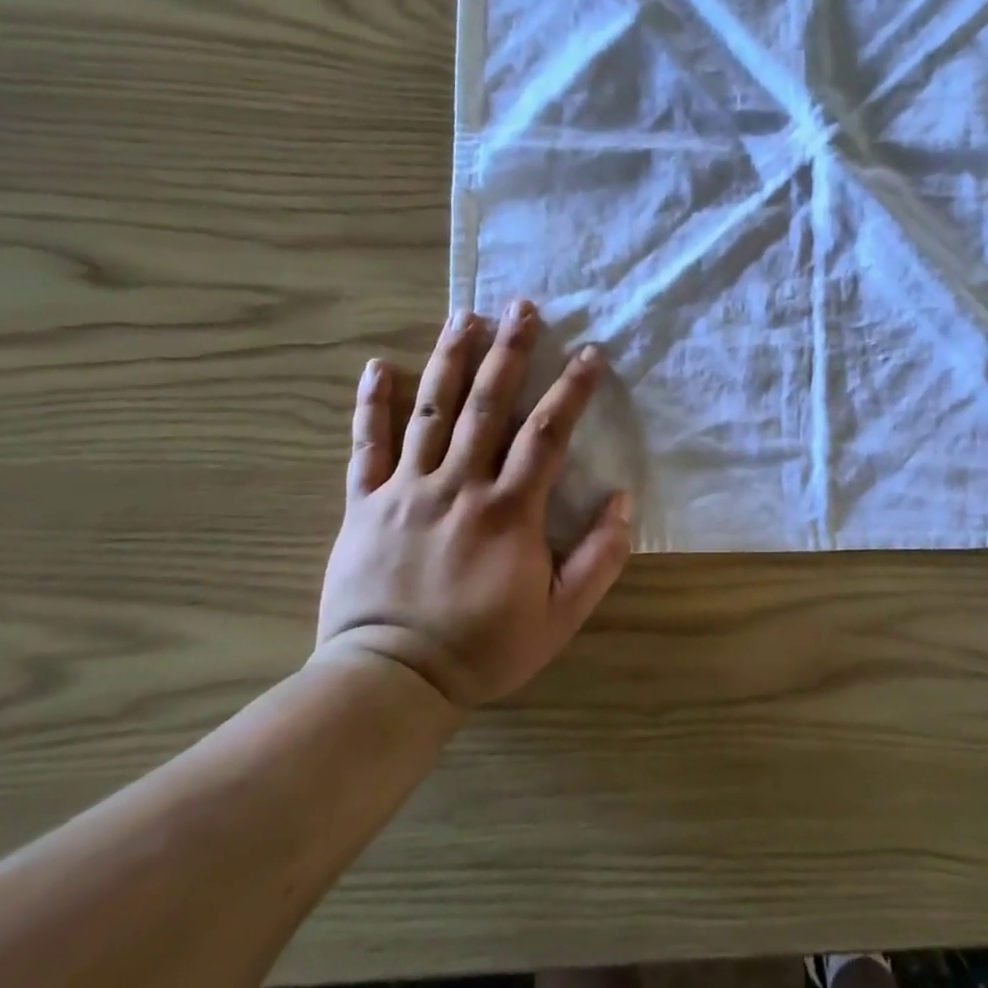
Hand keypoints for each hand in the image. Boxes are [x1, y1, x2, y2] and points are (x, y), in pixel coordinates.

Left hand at [315, 301, 633, 707]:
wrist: (390, 680)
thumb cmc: (483, 647)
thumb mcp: (560, 616)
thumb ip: (599, 558)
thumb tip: (623, 501)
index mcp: (509, 510)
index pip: (548, 433)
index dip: (573, 389)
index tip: (591, 352)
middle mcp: (459, 485)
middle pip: (488, 404)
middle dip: (510, 350)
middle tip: (523, 306)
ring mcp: (407, 489)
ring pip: (431, 410)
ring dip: (451, 358)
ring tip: (465, 315)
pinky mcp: (365, 503)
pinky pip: (367, 445)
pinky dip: (372, 404)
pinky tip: (379, 365)